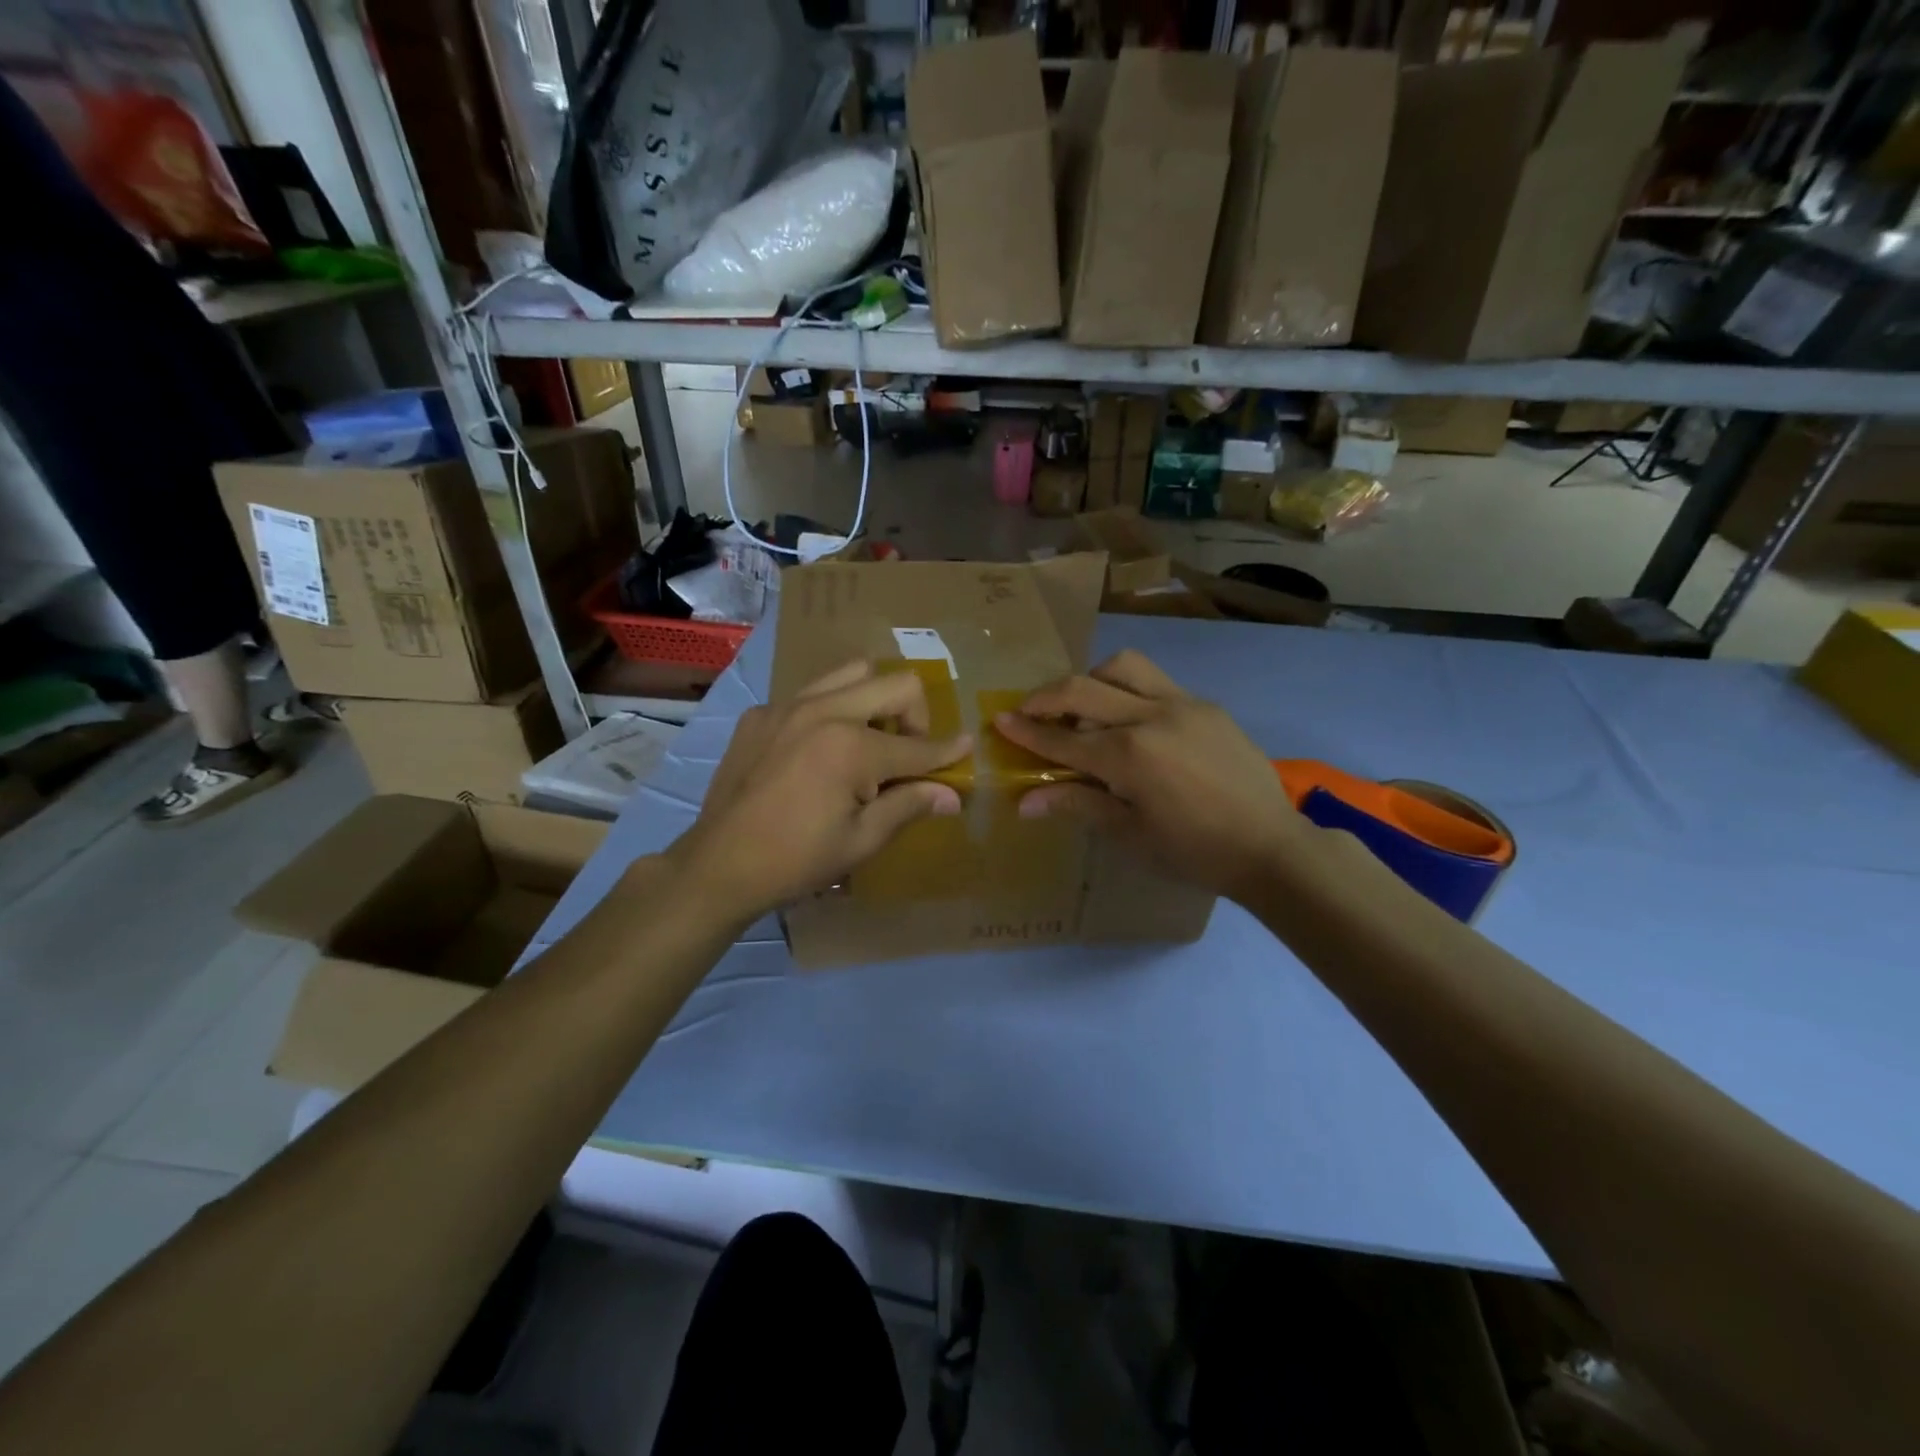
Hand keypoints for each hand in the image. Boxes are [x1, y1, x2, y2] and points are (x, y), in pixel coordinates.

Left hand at [668, 661, 970, 922]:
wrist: (719, 865)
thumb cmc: (797, 860)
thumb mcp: (862, 840)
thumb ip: (909, 805)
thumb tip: (952, 795)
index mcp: (851, 747)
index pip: (917, 746)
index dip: (947, 751)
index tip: (966, 746)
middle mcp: (823, 711)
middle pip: (895, 684)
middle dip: (915, 717)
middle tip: (907, 755)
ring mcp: (786, 706)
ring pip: (852, 672)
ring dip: (875, 700)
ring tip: (868, 741)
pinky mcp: (760, 714)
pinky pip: (811, 693)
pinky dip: (831, 711)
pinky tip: (819, 751)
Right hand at [994, 650, 1311, 903]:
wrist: (1270, 846)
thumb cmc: (1194, 851)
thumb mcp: (1130, 834)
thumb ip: (1077, 804)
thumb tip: (1025, 801)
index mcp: (1130, 756)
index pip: (1063, 739)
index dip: (1027, 731)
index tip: (999, 720)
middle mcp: (1152, 717)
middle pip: (1083, 688)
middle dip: (1046, 697)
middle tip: (1027, 709)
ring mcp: (1183, 704)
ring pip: (1123, 666)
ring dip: (1092, 680)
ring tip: (1083, 706)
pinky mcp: (1206, 704)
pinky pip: (1157, 682)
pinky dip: (1129, 690)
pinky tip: (1131, 720)